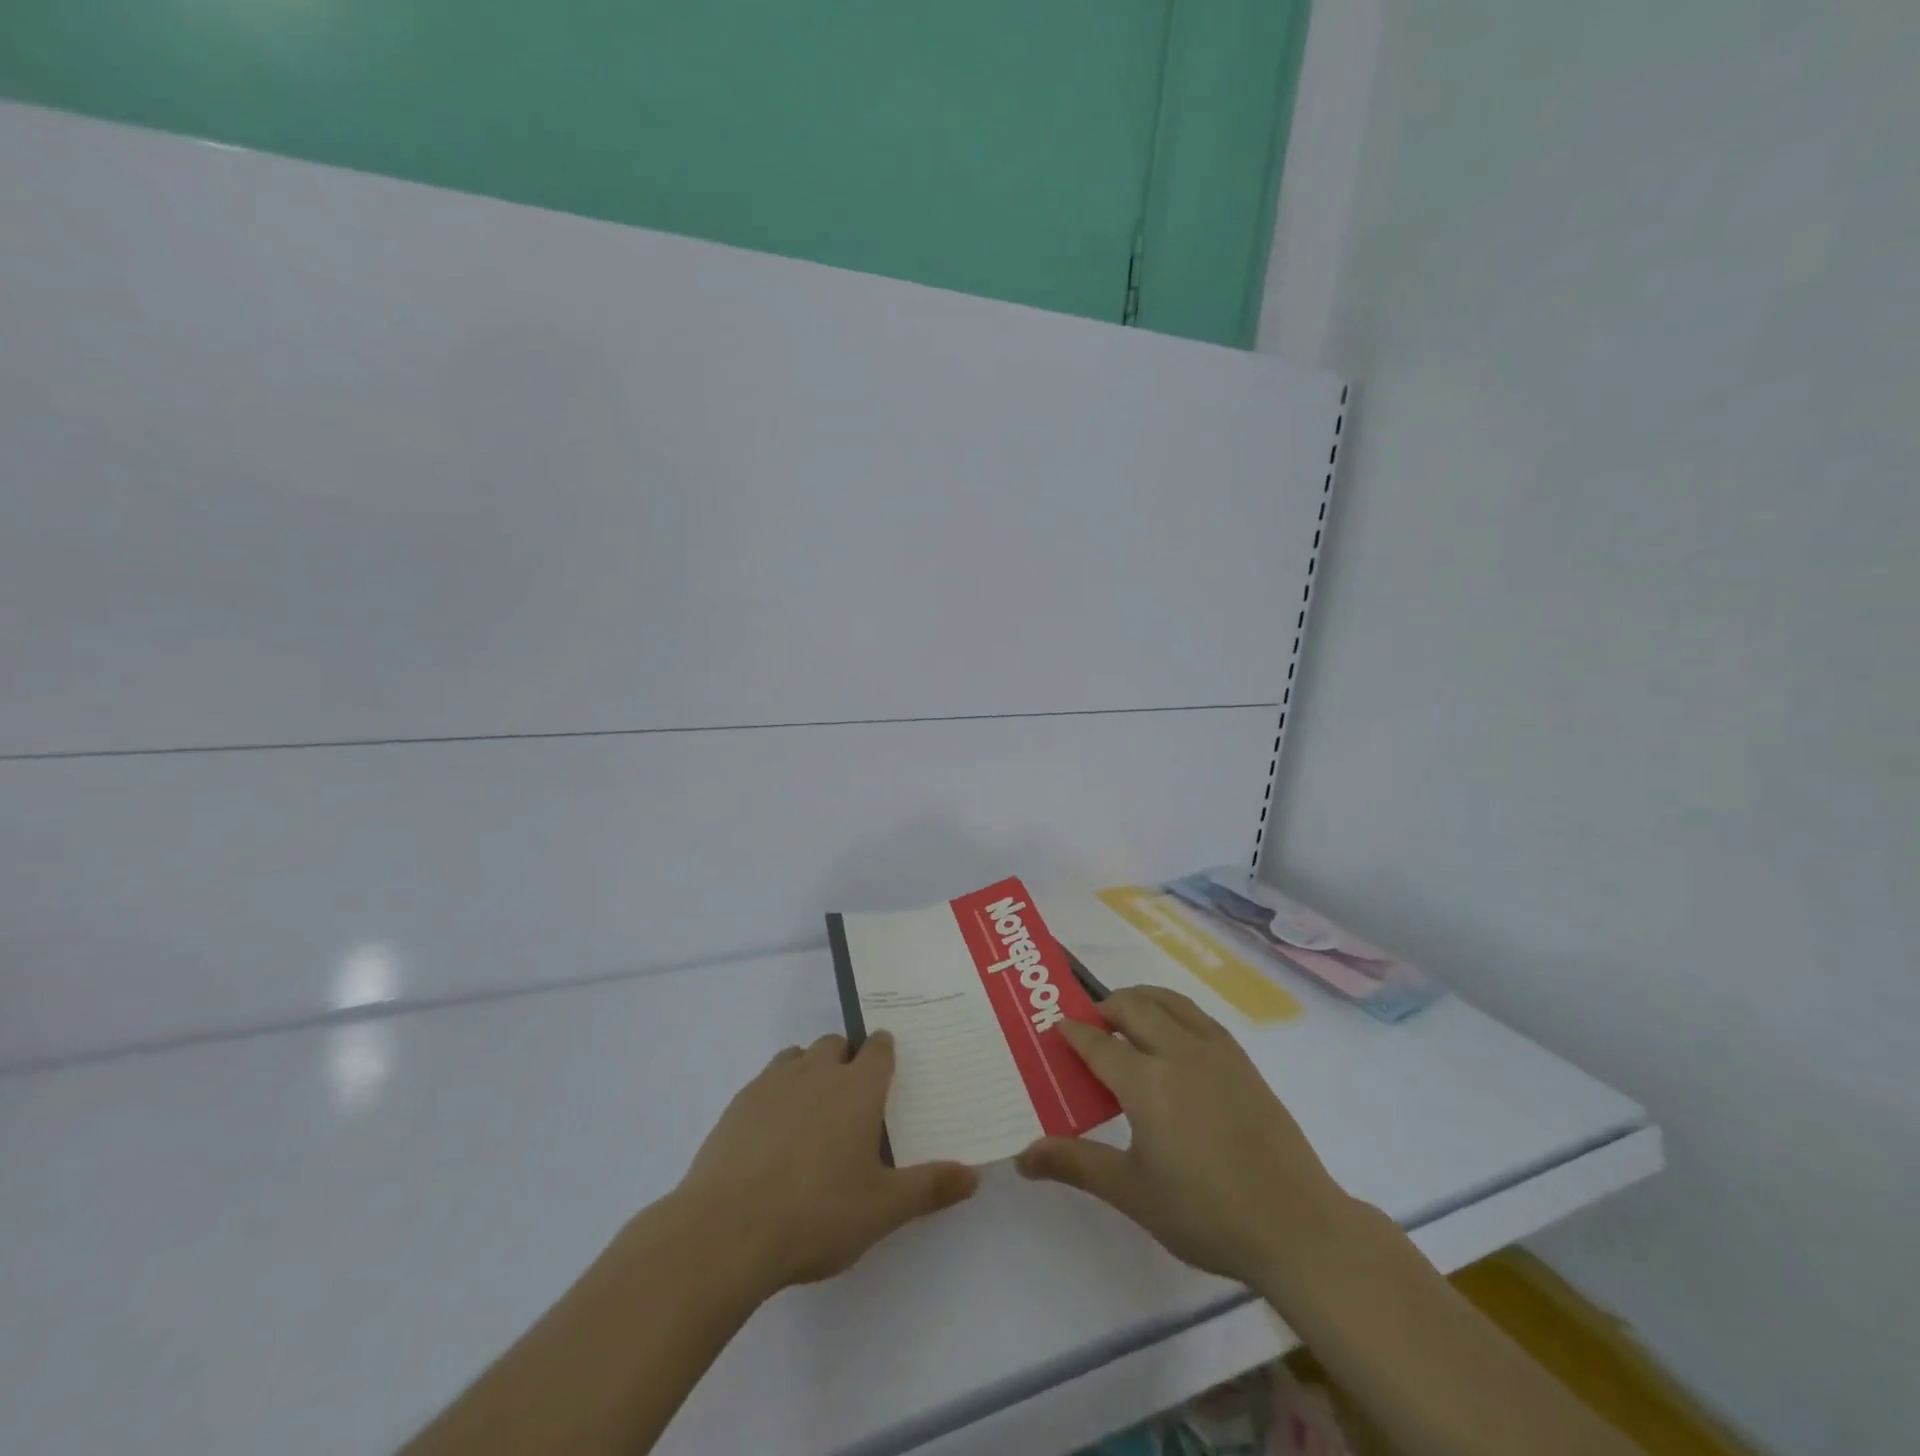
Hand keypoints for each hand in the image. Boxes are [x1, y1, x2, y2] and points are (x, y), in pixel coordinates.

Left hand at [671, 1031, 977, 1298]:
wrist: (725, 1232)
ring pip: (799, 1056)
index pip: (879, 1047)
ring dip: (811, 1070)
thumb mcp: (883, 1209)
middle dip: (849, 1059)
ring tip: (814, 1114)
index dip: (886, 1053)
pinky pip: (766, 1080)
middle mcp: (817, 1071)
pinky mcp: (738, 1103)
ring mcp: (773, 1083)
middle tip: (854, 1102)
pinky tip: (774, 1136)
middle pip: (838, 1043)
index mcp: (858, 1087)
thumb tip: (974, 1174)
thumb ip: (930, 1187)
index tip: (890, 1070)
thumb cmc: (817, 1214)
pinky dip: (777, 1093)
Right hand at [1017, 987, 1349, 1288]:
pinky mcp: (1242, 1060)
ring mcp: (1215, 1051)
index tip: (1056, 1027)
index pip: (1098, 1043)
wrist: (1295, 1225)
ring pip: (1168, 1001)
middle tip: (1089, 1027)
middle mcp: (1178, 1052)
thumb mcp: (1132, 1193)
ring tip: (1126, 1018)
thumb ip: (1076, 1164)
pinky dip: (1173, 1009)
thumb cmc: (1206, 1213)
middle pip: (1132, 1007)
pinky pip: (1197, 1015)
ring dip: (1139, 999)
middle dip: (1104, 1008)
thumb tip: (1022, 1157)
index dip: (1073, 1032)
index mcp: (1146, 1082)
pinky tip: (1173, 1035)